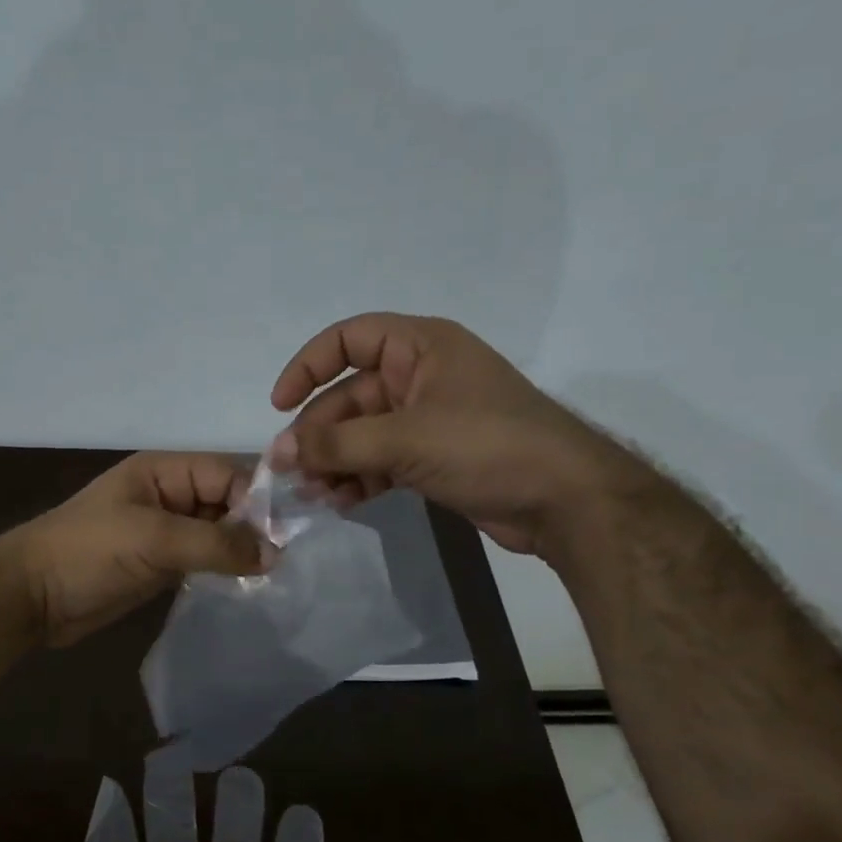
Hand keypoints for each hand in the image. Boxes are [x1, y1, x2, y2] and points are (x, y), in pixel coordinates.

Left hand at [10, 452, 266, 645]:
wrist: (32, 597)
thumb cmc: (88, 553)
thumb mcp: (153, 539)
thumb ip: (216, 544)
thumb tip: (275, 555)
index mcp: (164, 471)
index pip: (228, 473)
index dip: (257, 501)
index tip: (284, 538)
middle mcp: (170, 495)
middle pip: (227, 502)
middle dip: (254, 528)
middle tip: (285, 562)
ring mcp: (165, 531)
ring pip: (218, 533)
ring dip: (241, 552)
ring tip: (274, 576)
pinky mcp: (161, 564)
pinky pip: (204, 559)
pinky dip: (224, 570)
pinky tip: (248, 586)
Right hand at [267, 313, 651, 557]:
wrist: (564, 501)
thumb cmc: (486, 446)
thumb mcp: (405, 439)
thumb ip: (337, 444)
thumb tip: (277, 453)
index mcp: (422, 347)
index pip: (350, 339)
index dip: (309, 366)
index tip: (280, 405)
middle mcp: (422, 377)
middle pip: (350, 396)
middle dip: (319, 433)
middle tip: (290, 470)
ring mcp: (428, 420)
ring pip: (363, 434)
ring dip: (335, 461)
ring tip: (313, 494)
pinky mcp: (433, 458)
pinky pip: (381, 461)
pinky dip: (359, 479)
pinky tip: (341, 502)